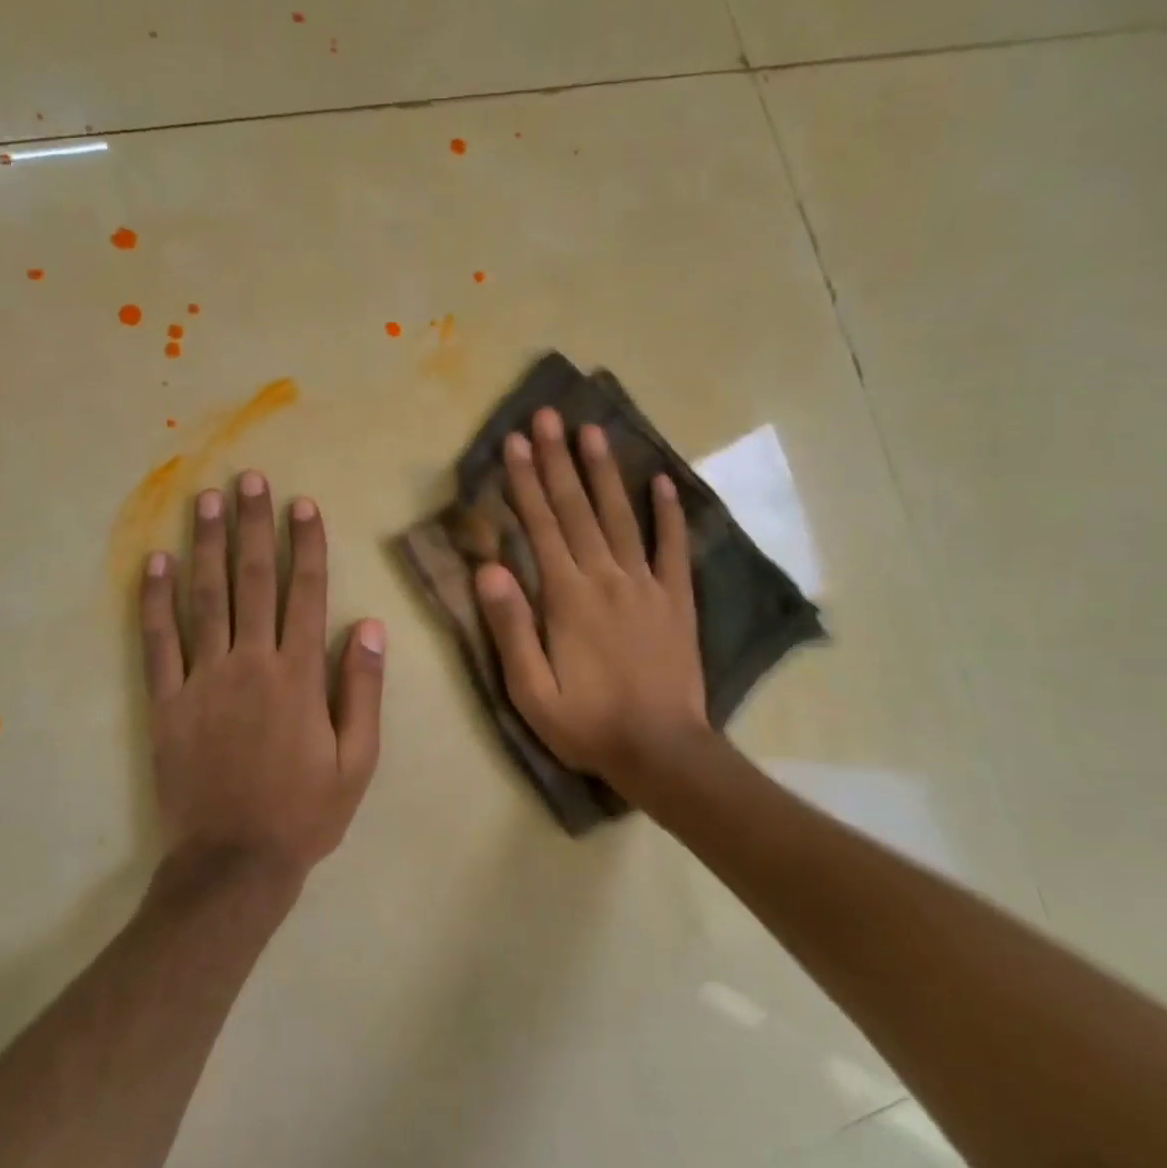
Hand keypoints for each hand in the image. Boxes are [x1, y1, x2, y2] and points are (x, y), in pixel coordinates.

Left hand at [139, 472, 385, 877]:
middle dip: (253, 526)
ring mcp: (202, 680)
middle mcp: (250, 664)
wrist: (234, 864)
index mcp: (298, 676)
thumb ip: (363, 690)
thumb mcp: (358, 760)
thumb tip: (369, 626)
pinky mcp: (166, 702)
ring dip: (206, 545)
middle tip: (250, 479)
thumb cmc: (305, 813)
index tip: (302, 505)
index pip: (305, 593)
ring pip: (204, 599)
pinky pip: (157, 643)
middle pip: (251, 581)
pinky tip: (155, 562)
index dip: (305, 545)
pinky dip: (154, 601)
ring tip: (205, 500)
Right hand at [473, 408, 708, 792]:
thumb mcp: (531, 691)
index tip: (515, 443)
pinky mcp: (677, 600)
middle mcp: (607, 578)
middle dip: (558, 460)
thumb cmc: (587, 724)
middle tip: (547, 416)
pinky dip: (669, 513)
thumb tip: (489, 570)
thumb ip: (510, 628)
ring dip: (605, 472)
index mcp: (567, 598)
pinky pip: (673, 548)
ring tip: (593, 431)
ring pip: (622, 517)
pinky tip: (663, 482)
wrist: (662, 751)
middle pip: (578, 510)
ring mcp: (646, 585)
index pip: (541, 527)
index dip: (525, 482)